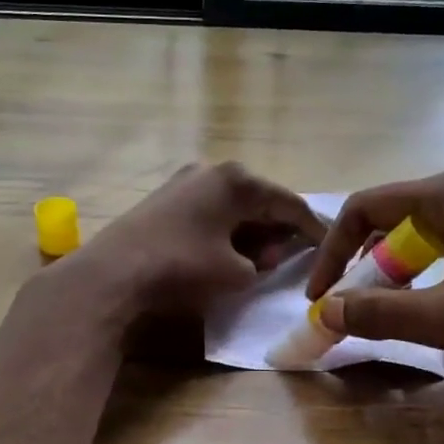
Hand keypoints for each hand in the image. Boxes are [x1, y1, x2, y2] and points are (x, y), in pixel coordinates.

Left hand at [63, 161, 324, 320]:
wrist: (113, 274)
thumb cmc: (183, 267)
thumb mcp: (237, 272)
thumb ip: (264, 261)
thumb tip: (265, 255)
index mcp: (238, 180)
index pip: (289, 203)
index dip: (313, 228)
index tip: (330, 246)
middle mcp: (212, 170)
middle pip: (261, 200)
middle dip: (279, 229)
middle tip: (295, 255)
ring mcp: (185, 181)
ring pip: (234, 205)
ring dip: (252, 231)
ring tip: (261, 259)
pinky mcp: (165, 199)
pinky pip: (211, 211)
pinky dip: (226, 230)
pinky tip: (227, 251)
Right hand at [305, 170, 443, 390]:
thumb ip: (381, 313)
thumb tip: (324, 313)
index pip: (364, 209)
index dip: (333, 252)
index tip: (320, 298)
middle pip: (386, 222)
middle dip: (361, 268)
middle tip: (351, 312)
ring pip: (412, 241)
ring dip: (390, 278)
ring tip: (385, 315)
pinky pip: (440, 252)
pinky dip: (420, 280)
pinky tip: (428, 310)